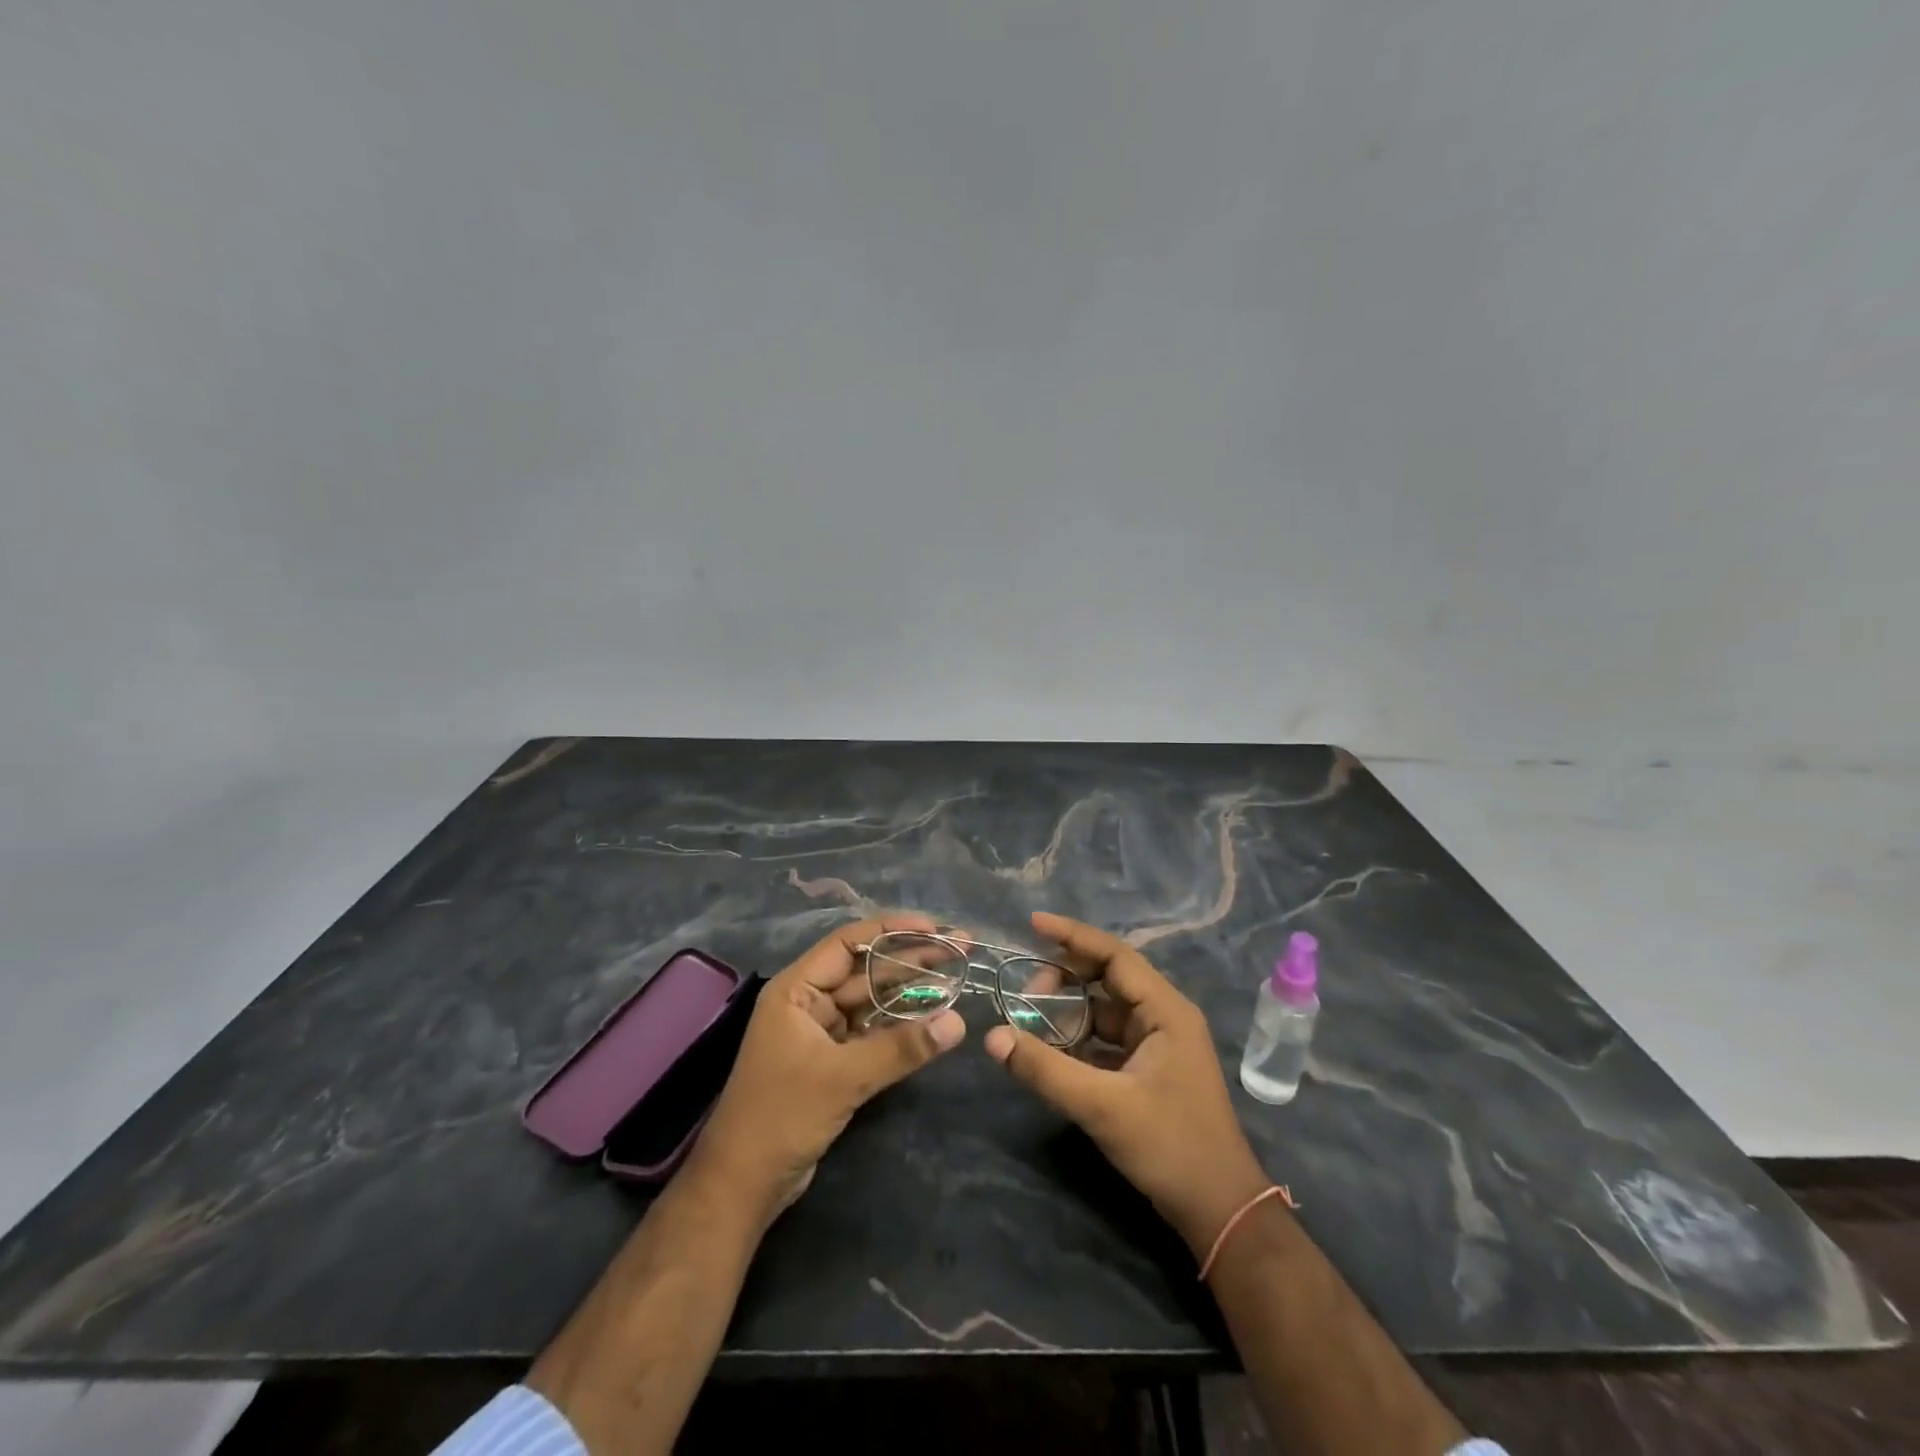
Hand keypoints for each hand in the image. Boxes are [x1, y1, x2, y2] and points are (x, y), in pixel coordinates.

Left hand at [688, 913, 966, 1221]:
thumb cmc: (782, 1116)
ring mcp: (820, 1032)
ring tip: (957, 976)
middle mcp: (808, 1002)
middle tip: (960, 949)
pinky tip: (932, 1018)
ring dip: (910, 991)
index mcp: (797, 989)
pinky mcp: (832, 1061)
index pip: (849, 942)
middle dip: (911, 959)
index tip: (935, 929)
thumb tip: (958, 1023)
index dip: (892, 930)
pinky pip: (871, 1030)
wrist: (743, 1185)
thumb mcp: (844, 1077)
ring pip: (872, 1000)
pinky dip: (900, 1024)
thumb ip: (901, 1047)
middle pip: (866, 969)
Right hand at [983, 912, 1269, 1255]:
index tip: (1032, 924)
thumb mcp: (1102, 1106)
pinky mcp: (1151, 1068)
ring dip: (1069, 1011)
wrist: (1220, 1210)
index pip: (1114, 954)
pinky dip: (1079, 1038)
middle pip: (1108, 977)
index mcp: (1165, 1010)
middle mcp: (1164, 1016)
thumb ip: (1045, 1069)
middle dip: (1065, 978)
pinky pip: (1108, 1038)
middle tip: (1025, 993)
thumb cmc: (1170, 1147)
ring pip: (1105, 1009)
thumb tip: (993, 1037)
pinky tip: (1051, 1050)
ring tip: (1031, 1022)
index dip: (1072, 935)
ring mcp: (1159, 1043)